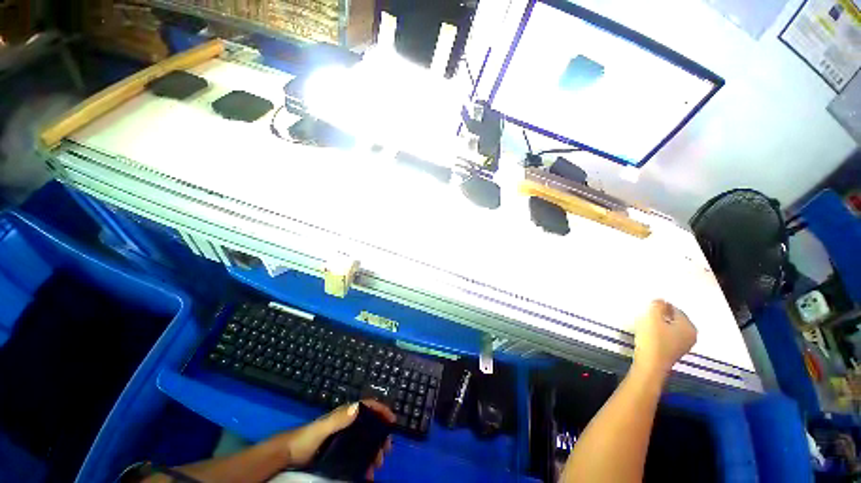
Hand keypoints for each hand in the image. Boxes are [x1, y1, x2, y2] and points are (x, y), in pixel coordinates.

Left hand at [275, 399, 394, 479]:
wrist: (289, 454)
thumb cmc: (306, 438)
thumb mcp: (321, 428)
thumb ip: (338, 419)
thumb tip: (357, 407)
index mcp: (345, 414)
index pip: (368, 406)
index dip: (381, 410)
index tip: (392, 420)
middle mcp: (347, 423)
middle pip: (369, 425)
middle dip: (380, 436)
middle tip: (386, 450)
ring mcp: (344, 437)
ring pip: (365, 441)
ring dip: (374, 451)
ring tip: (377, 465)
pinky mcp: (340, 450)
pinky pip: (357, 453)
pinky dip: (364, 461)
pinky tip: (367, 473)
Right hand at [632, 300, 696, 378]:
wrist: (650, 365)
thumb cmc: (653, 339)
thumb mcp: (652, 317)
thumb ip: (657, 305)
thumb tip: (660, 301)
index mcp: (689, 326)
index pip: (675, 309)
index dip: (661, 306)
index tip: (649, 307)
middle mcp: (690, 336)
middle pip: (674, 320)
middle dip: (662, 316)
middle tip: (647, 314)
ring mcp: (683, 346)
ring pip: (670, 329)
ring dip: (660, 325)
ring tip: (646, 324)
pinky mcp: (673, 353)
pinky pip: (667, 337)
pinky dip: (659, 334)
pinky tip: (649, 335)